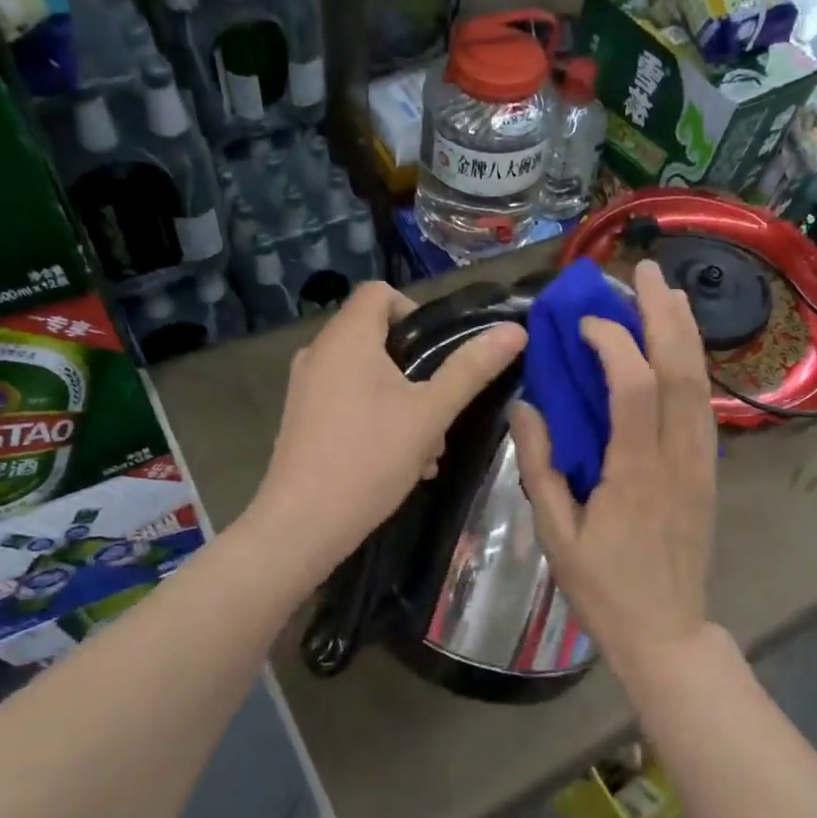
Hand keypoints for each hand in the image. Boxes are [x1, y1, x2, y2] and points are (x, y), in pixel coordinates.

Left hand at [249, 281, 525, 571]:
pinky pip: (348, 400)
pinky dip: (376, 417)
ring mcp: (304, 387)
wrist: (302, 525)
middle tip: (440, 410)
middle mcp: (318, 352)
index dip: (416, 313)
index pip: (380, 292)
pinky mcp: (301, 418)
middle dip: (418, 371)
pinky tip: (398, 461)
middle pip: (377, 337)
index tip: (440, 355)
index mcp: (346, 338)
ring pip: (366, 376)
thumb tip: (515, 331)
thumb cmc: (369, 459)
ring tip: (426, 448)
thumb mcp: (431, 413)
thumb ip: (471, 368)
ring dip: (404, 402)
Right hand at [512, 259, 717, 667]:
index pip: (632, 387)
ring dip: (685, 331)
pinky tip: (678, 346)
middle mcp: (677, 457)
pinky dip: (692, 365)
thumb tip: (526, 408)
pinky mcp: (709, 471)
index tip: (586, 322)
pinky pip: (703, 405)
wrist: (667, 630)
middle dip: (663, 314)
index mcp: (635, 474)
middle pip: (680, 370)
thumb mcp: (557, 535)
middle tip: (644, 272)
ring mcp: (701, 463)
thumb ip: (539, 467)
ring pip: (701, 383)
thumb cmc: (604, 588)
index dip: (612, 343)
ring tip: (666, 292)